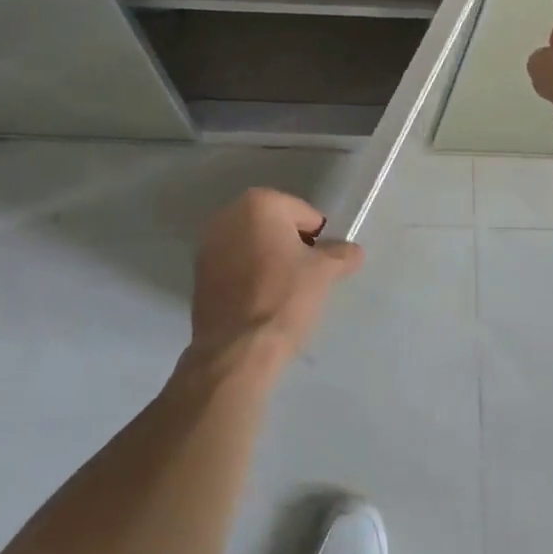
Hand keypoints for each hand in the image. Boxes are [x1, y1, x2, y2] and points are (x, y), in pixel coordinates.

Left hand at [186, 188, 362, 377]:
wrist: (237, 350)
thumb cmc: (283, 298)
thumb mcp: (324, 273)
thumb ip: (341, 255)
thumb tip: (354, 251)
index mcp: (259, 203)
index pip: (304, 214)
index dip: (318, 239)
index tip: (321, 265)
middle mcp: (228, 214)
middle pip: (275, 226)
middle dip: (292, 246)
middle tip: (306, 278)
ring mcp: (208, 244)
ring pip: (254, 246)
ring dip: (270, 260)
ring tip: (284, 292)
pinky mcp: (198, 274)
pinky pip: (235, 266)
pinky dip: (249, 276)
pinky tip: (260, 302)